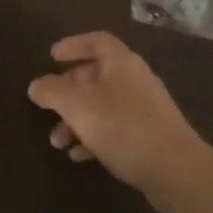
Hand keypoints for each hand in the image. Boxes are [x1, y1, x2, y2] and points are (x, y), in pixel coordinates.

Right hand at [27, 32, 212, 211]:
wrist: (177, 171)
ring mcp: (145, 109)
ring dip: (77, 120)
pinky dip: (94, 137)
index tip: (52, 57)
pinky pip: (115, 128)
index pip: (96, 41)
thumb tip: (36, 85)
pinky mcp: (150, 136)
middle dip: (68, 92)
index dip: (73, 45)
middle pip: (96, 75)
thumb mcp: (78, 107)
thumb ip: (53, 92)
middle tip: (50, 107)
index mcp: (121, 63)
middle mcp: (135, 79)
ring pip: (103, 105)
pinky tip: (80, 156)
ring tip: (58, 142)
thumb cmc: (124, 128)